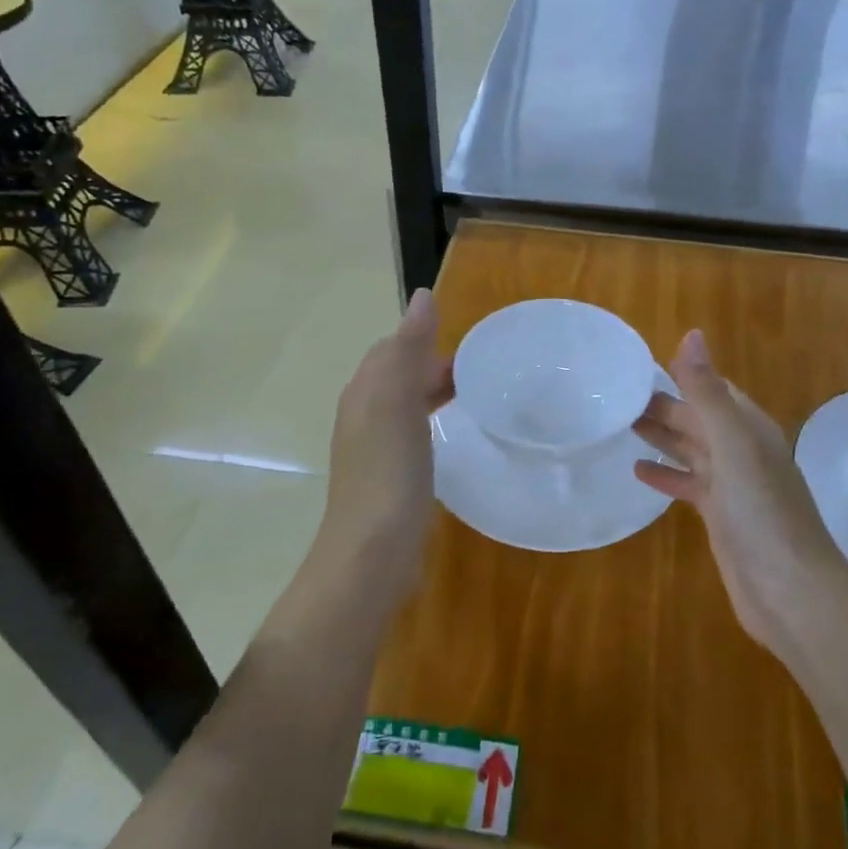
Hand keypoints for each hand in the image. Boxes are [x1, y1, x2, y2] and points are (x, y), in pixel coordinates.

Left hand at [310, 288, 454, 612]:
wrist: (372, 552)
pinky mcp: (389, 478)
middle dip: (434, 365)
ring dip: (435, 392)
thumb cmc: (388, 471)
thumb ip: (409, 349)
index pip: (392, 348)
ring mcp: (374, 449)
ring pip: (406, 405)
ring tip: (475, 396)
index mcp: (365, 392)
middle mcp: (364, 415)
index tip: (468, 343)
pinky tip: (455, 436)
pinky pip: (413, 434)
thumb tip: (422, 296)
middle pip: (398, 375)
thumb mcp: (399, 401)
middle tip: (483, 370)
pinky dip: (434, 422)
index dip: (424, 338)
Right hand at [632, 330, 847, 660]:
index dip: (680, 374)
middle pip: (697, 419)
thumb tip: (691, 335)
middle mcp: (742, 451)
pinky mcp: (721, 517)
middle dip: (663, 405)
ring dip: (661, 436)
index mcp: (749, 428)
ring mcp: (732, 486)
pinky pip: (688, 484)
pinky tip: (638, 471)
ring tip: (621, 424)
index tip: (637, 366)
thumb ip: (708, 393)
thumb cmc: (763, 512)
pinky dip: (666, 475)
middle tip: (614, 397)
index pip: (712, 389)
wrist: (792, 593)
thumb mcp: (733, 445)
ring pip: (691, 449)